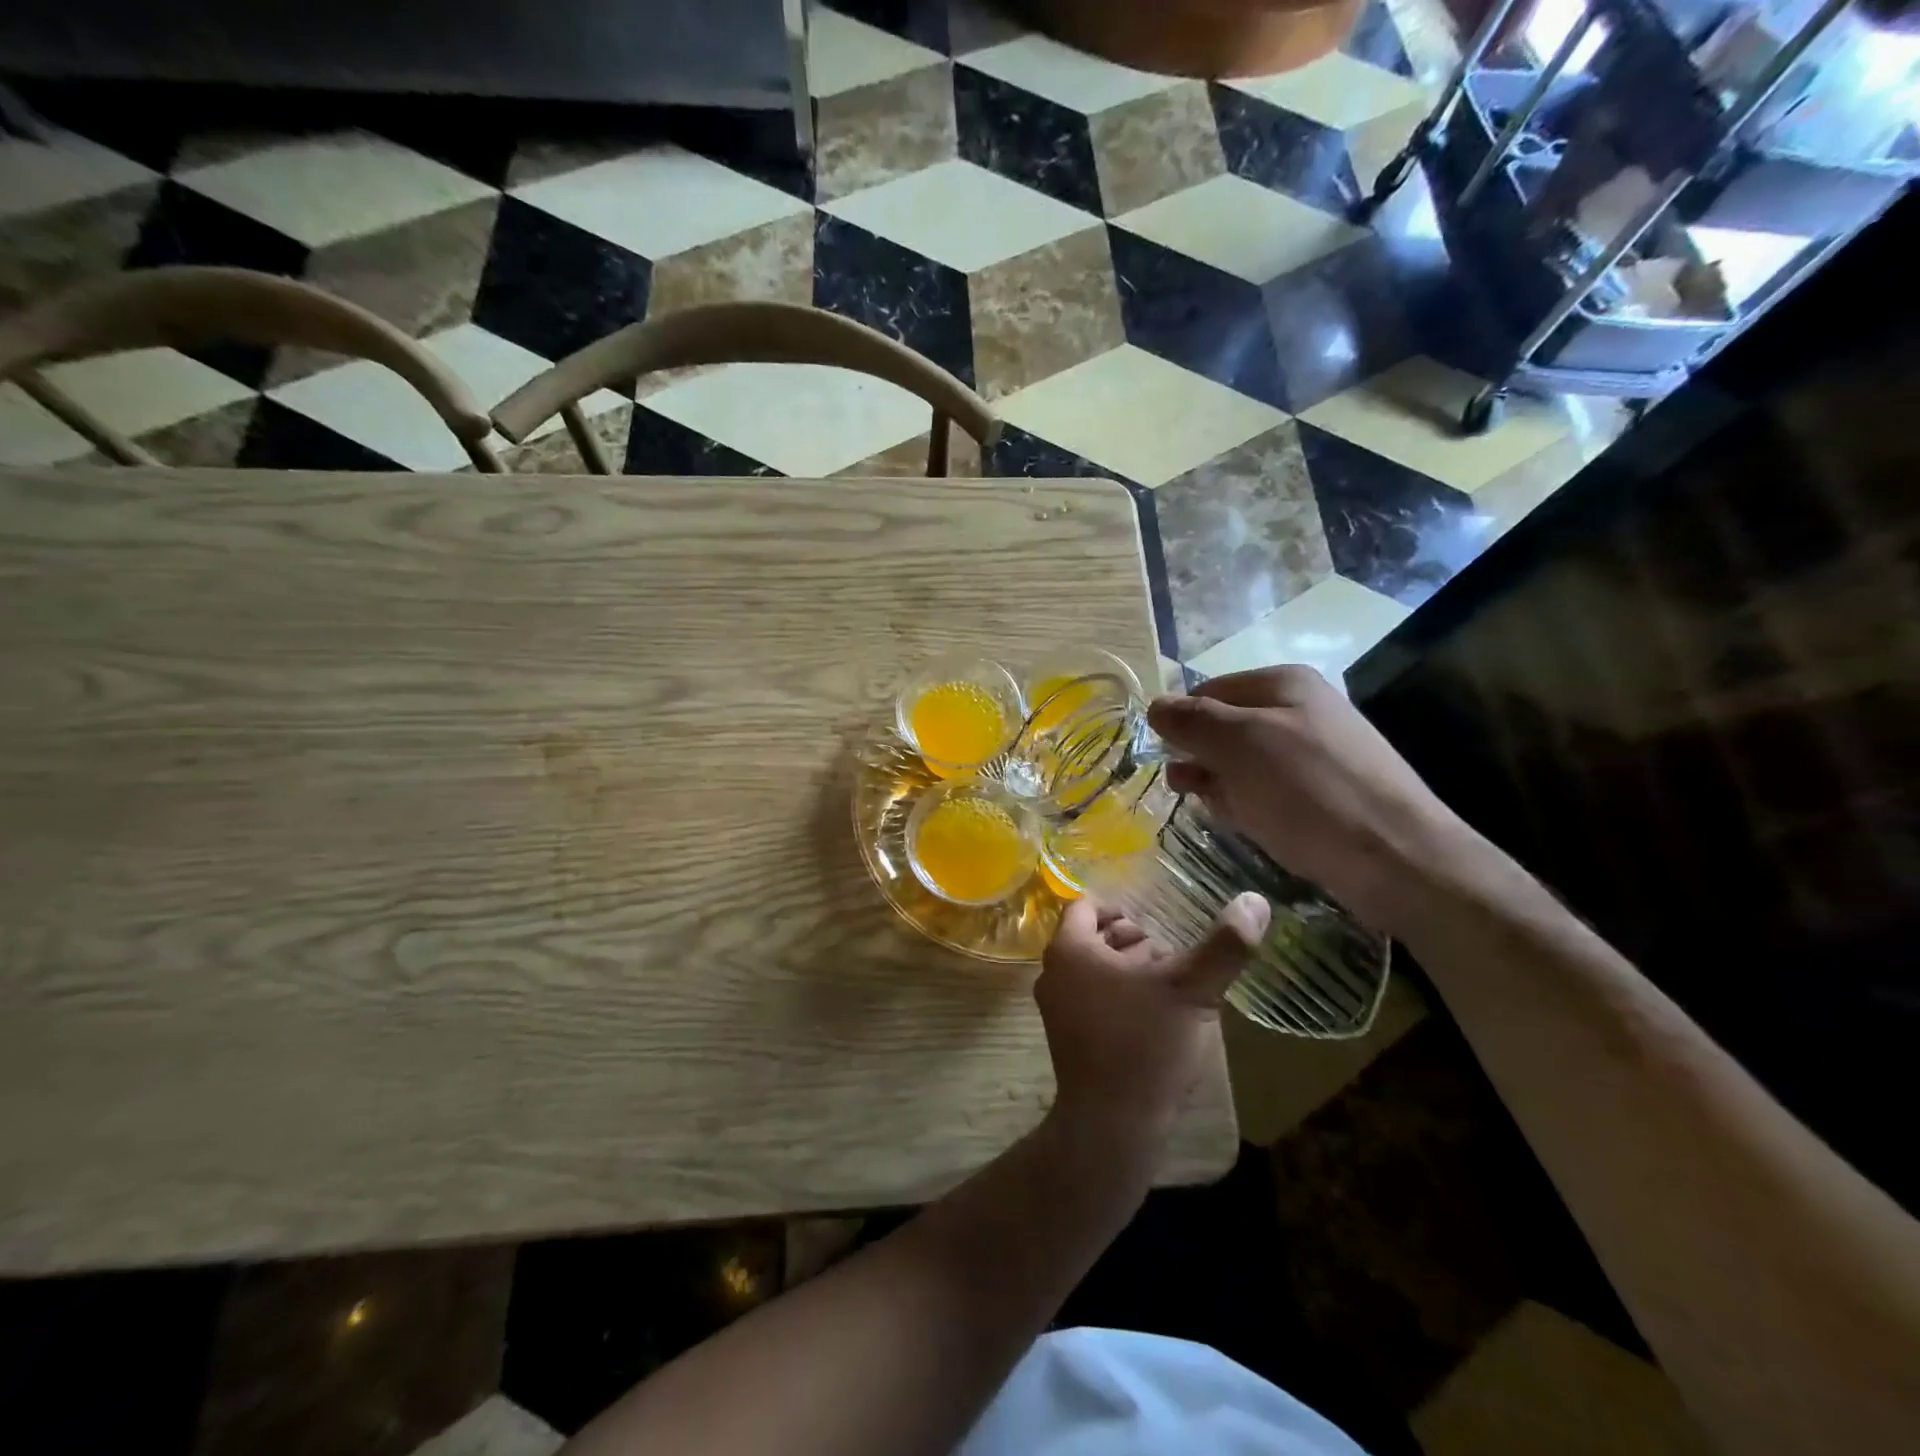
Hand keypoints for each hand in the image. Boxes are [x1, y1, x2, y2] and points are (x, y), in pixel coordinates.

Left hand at [1036, 894, 1268, 1151]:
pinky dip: (1122, 1000)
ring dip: (1132, 973)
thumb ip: (1224, 945)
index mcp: (1070, 949)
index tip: (1156, 927)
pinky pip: (1094, 1002)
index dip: (1122, 909)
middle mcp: (1053, 973)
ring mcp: (1057, 1010)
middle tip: (1172, 962)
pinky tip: (1157, 1022)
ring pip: (1097, 972)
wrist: (1111, 1124)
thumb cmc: (1144, 1044)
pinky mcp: (1067, 1040)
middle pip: (1095, 939)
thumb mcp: (1191, 989)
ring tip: (1171, 993)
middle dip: (1134, 944)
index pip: (1087, 906)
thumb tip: (1255, 900)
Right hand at [1146, 666, 1470, 934]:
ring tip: (1222, 811)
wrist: (1396, 858)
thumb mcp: (1239, 745)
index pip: (1206, 691)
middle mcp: (1298, 710)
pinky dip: (1248, 805)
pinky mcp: (1321, 793)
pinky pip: (1266, 791)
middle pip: (1223, 727)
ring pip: (1241, 763)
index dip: (1180, 723)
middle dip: (1200, 759)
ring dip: (1221, 786)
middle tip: (1186, 790)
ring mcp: (1312, 753)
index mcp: (1282, 684)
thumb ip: (1191, 721)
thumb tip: (1154, 706)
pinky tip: (1249, 825)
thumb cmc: (1309, 790)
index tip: (1166, 760)